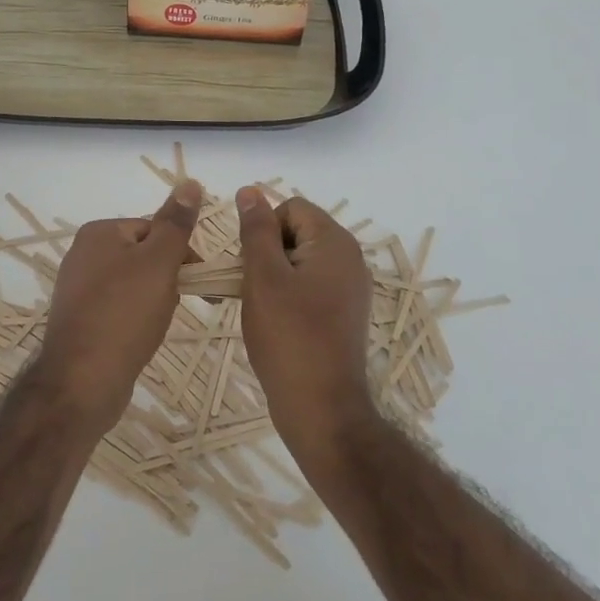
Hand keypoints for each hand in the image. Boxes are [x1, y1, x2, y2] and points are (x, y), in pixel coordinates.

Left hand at [33, 180, 203, 436]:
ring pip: (134, 283)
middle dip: (166, 277)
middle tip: (174, 304)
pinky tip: (140, 338)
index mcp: (99, 232)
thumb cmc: (124, 314)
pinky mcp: (80, 319)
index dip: (180, 251)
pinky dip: (135, 318)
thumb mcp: (158, 262)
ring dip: (154, 299)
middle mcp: (83, 254)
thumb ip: (176, 223)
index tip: (197, 277)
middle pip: (144, 254)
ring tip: (156, 324)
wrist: (82, 382)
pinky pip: (119, 308)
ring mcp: (78, 289)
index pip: (153, 227)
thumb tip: (190, 182)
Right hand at [236, 186, 377, 468]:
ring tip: (260, 307)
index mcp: (335, 242)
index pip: (290, 208)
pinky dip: (288, 294)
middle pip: (296, 232)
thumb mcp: (263, 277)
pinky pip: (310, 284)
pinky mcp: (344, 312)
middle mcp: (349, 258)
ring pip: (299, 260)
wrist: (322, 409)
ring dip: (273, 275)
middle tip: (251, 287)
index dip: (263, 230)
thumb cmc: (289, 337)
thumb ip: (256, 230)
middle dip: (267, 252)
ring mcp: (350, 287)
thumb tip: (250, 190)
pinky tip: (276, 322)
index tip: (249, 265)